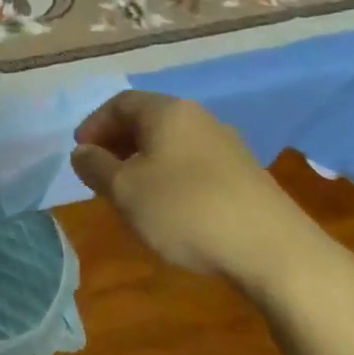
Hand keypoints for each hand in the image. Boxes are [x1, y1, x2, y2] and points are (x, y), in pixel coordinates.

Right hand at [71, 91, 328, 289]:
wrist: (273, 251)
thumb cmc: (185, 210)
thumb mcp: (124, 191)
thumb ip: (95, 167)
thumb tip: (82, 152)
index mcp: (167, 112)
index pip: (120, 103)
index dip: (94, 124)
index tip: (80, 153)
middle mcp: (198, 118)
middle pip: (148, 120)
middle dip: (118, 142)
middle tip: (100, 172)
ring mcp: (226, 145)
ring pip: (171, 143)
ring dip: (143, 161)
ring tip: (130, 193)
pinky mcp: (244, 174)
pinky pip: (193, 163)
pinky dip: (169, 175)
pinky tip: (167, 207)